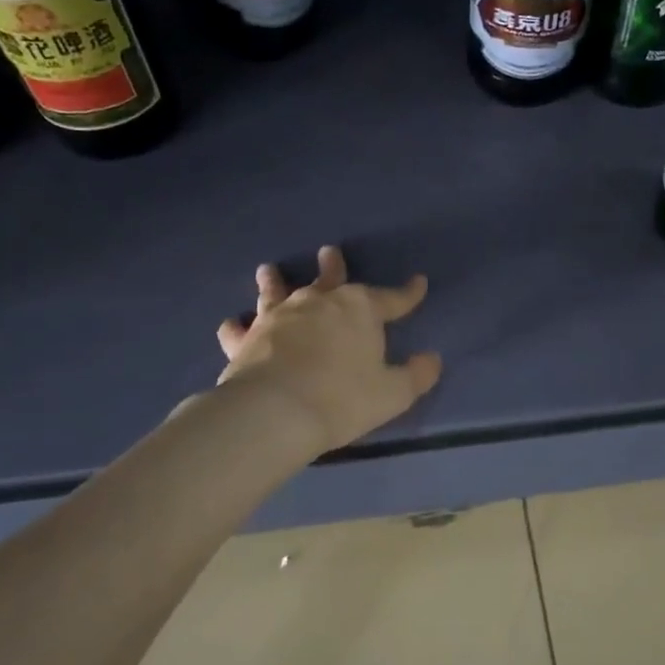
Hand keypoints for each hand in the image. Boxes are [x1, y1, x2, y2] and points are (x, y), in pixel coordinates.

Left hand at [216, 245, 441, 454]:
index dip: (408, 293)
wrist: (275, 412)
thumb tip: (432, 359)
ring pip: (277, 292)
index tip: (419, 283)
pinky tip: (232, 324)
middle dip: (333, 267)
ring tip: (269, 270)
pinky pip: (239, 329)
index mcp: (359, 309)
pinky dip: (237, 327)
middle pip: (329, 279)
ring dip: (275, 282)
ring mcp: (278, 317)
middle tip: (329, 253)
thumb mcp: (393, 393)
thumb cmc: (343, 399)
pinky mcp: (247, 339)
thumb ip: (416, 375)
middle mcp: (318, 303)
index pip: (392, 298)